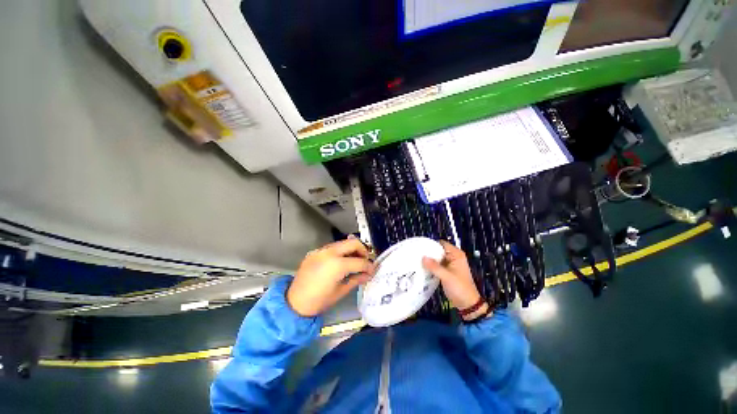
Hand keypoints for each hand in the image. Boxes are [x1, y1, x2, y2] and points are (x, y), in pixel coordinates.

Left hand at [287, 237, 374, 316]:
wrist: (294, 303)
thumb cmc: (319, 301)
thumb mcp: (341, 291)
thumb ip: (356, 279)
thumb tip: (368, 274)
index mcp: (337, 265)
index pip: (359, 261)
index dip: (369, 266)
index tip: (373, 269)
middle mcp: (329, 252)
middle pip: (353, 242)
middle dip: (362, 250)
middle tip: (365, 261)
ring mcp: (321, 250)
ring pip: (342, 243)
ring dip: (351, 249)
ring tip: (354, 261)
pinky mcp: (315, 252)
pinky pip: (332, 247)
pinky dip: (341, 252)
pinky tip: (341, 262)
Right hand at [422, 241, 489, 320]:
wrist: (467, 304)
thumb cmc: (460, 288)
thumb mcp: (446, 277)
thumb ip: (434, 267)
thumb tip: (422, 257)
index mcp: (456, 254)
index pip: (441, 244)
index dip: (431, 244)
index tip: (419, 247)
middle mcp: (453, 257)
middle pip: (438, 250)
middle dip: (428, 252)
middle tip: (416, 255)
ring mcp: (449, 264)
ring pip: (436, 258)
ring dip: (429, 260)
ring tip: (416, 260)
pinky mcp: (446, 271)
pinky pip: (436, 265)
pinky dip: (430, 266)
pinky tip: (422, 268)